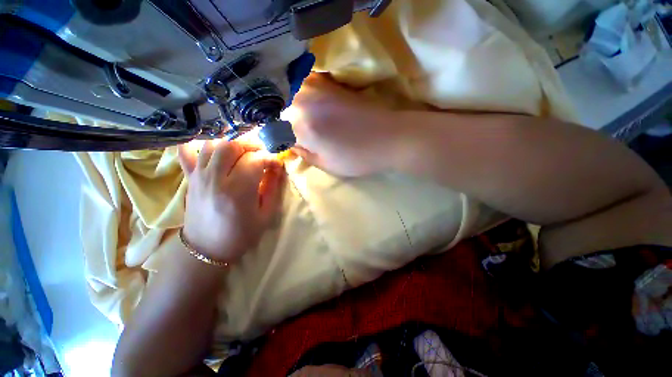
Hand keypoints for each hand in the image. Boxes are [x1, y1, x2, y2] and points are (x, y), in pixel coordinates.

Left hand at [178, 140, 283, 262]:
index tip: (276, 164)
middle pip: (232, 145)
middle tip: (261, 154)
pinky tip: (211, 149)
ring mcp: (199, 176)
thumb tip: (277, 168)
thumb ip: (273, 188)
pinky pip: (186, 152)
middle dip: (251, 145)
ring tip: (242, 153)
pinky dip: (197, 144)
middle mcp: (216, 178)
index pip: (255, 160)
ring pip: (213, 144)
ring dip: (231, 144)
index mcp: (238, 191)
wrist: (206, 249)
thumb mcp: (266, 214)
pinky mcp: (190, 178)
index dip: (270, 158)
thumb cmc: (241, 234)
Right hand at [283, 73, 400, 176]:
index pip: (272, 129)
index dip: (270, 136)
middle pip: (275, 108)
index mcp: (301, 126)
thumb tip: (289, 143)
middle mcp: (303, 101)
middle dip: (274, 120)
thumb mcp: (326, 164)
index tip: (273, 143)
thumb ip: (303, 152)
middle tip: (279, 132)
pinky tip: (300, 103)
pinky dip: (295, 92)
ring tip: (286, 118)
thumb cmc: (358, 157)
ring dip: (282, 105)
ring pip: (286, 93)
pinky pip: (301, 84)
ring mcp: (316, 88)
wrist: (389, 137)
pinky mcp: (329, 83)